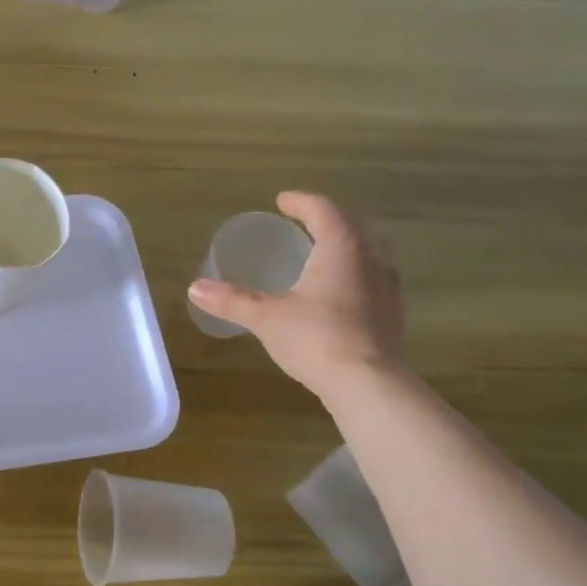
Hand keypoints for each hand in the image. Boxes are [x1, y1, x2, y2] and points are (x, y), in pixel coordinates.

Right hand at [187, 191, 406, 400]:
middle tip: (299, 226)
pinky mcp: (392, 315)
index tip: (282, 201)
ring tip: (316, 258)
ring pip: (364, 255)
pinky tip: (334, 296)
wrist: (368, 384)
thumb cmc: (316, 337)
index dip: (301, 202)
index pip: (323, 210)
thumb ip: (233, 300)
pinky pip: (369, 281)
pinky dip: (350, 277)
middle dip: (324, 223)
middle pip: (349, 228)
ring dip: (341, 250)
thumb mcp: (266, 317)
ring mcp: (387, 288)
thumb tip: (195, 288)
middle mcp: (371, 259)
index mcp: (342, 248)